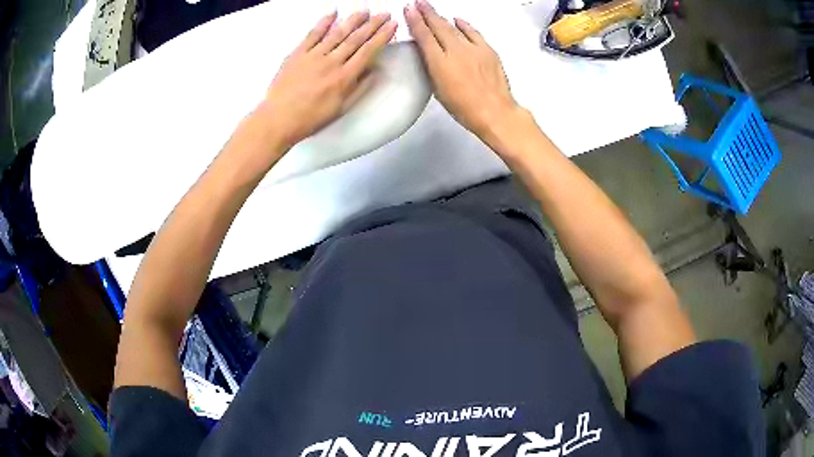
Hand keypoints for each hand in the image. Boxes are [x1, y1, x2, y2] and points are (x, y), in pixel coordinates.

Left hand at [259, 11, 397, 150]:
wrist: (278, 119)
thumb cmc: (310, 118)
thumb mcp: (341, 109)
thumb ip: (360, 88)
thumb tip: (376, 71)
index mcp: (344, 78)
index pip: (368, 51)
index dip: (382, 36)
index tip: (393, 25)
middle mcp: (331, 62)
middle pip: (356, 39)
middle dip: (373, 24)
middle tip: (385, 13)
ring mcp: (313, 56)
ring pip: (337, 33)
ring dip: (353, 20)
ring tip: (365, 11)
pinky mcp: (297, 54)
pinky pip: (312, 34)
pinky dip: (323, 23)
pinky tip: (333, 13)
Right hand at [404, 0, 520, 137]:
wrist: (495, 112)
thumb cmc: (464, 108)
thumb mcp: (439, 89)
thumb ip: (433, 67)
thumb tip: (430, 52)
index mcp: (439, 63)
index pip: (424, 36)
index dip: (415, 21)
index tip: (408, 10)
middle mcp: (455, 51)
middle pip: (438, 26)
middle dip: (427, 13)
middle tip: (418, 3)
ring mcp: (473, 49)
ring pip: (454, 27)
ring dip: (442, 17)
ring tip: (432, 9)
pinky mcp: (488, 50)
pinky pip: (473, 32)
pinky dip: (464, 25)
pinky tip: (458, 20)